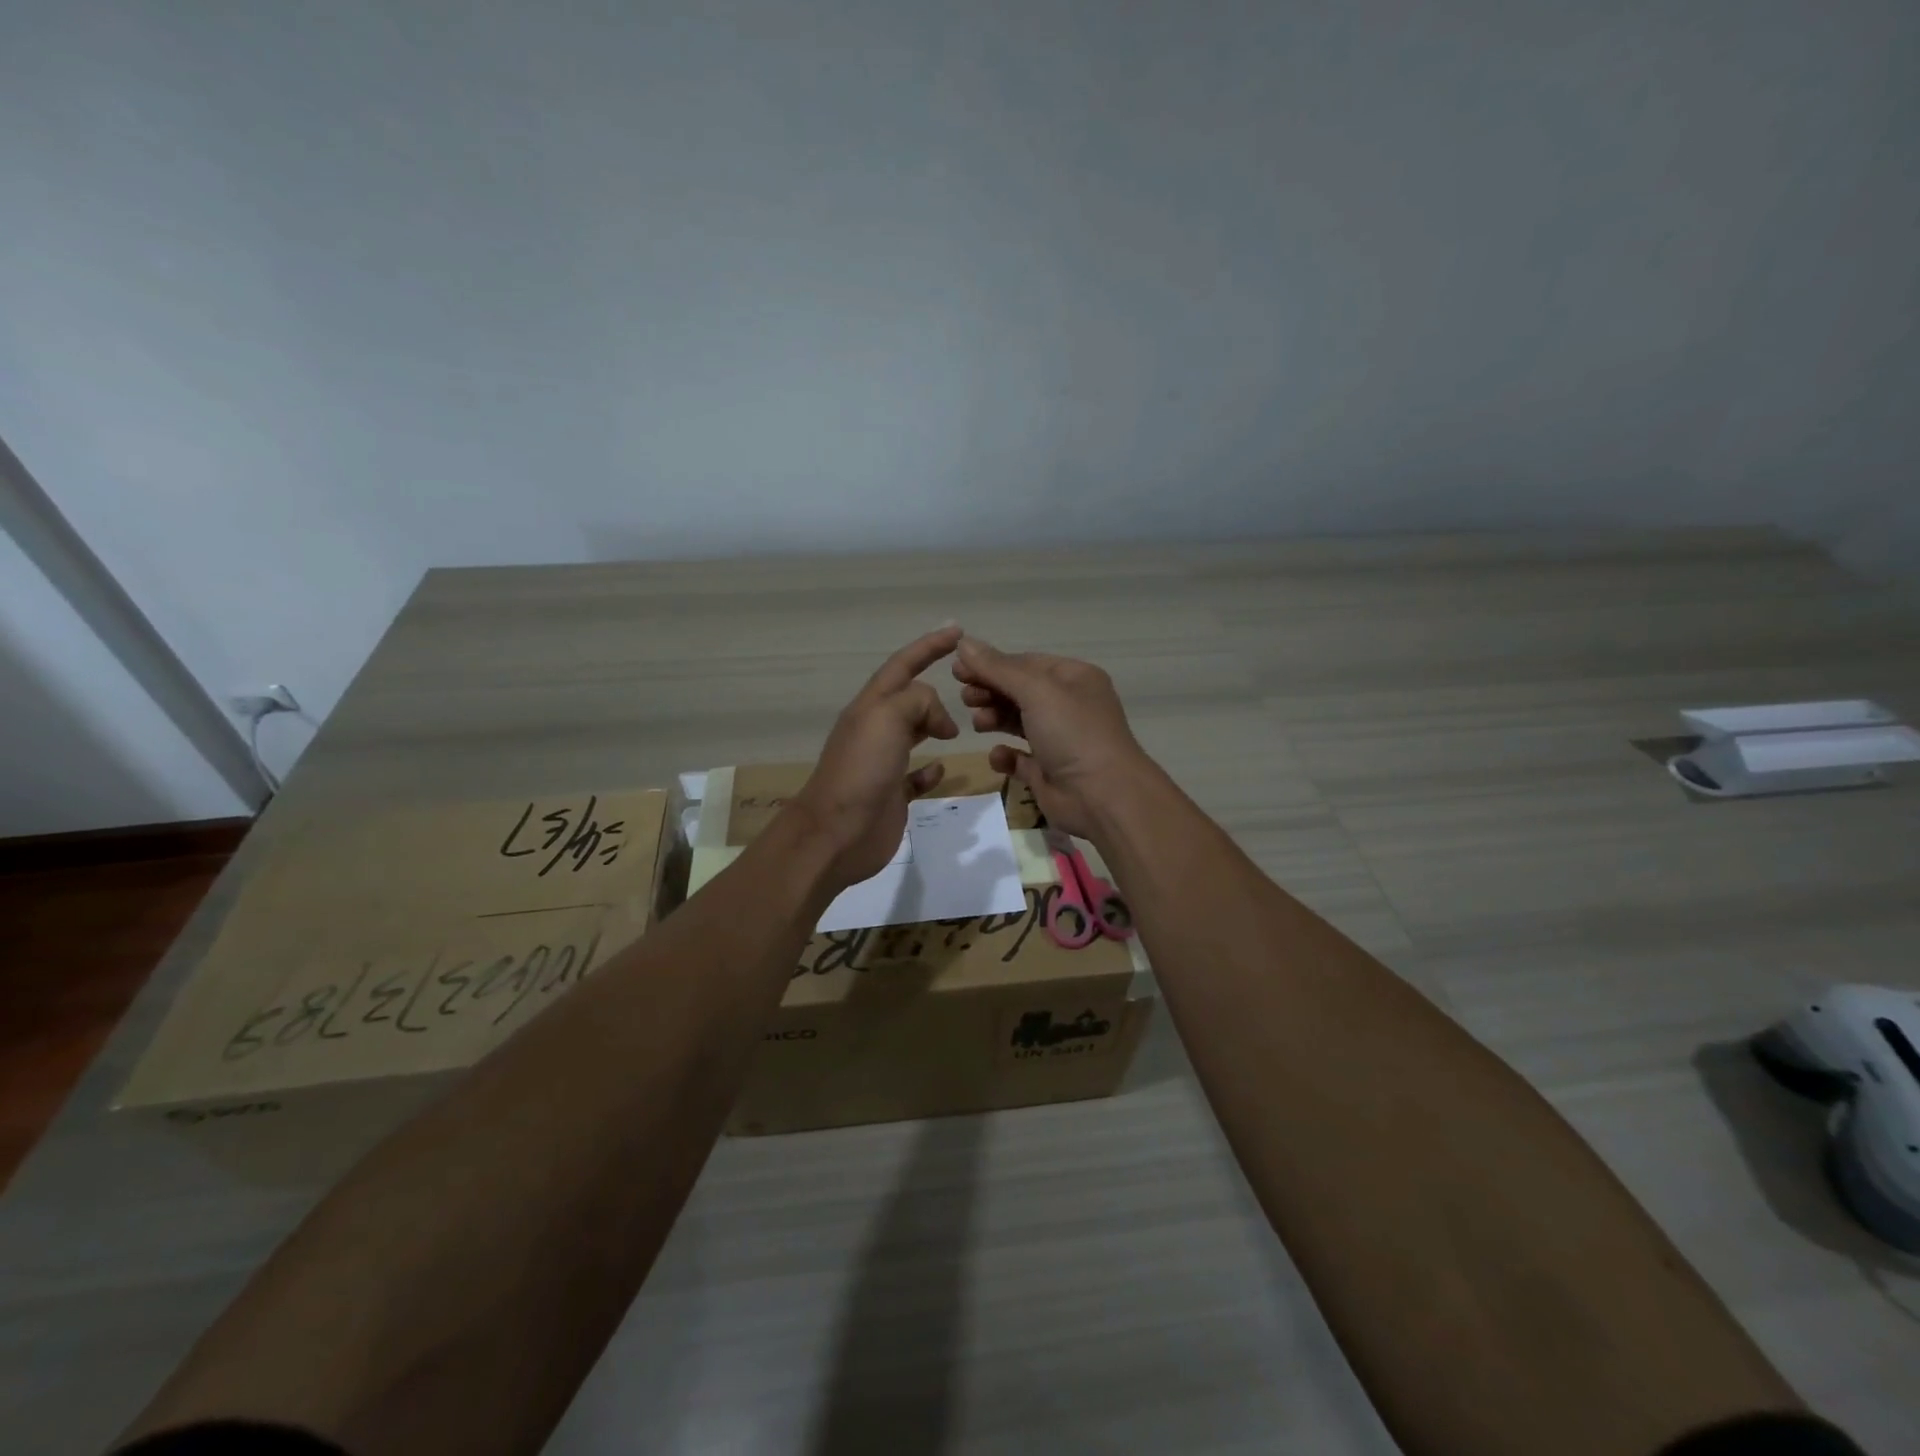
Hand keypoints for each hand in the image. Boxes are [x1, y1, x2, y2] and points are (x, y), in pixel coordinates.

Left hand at [789, 627, 962, 887]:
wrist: (836, 832)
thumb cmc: (862, 769)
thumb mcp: (888, 717)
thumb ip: (918, 701)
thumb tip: (939, 719)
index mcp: (871, 706)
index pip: (903, 665)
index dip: (929, 646)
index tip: (957, 631)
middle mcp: (875, 729)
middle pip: (909, 698)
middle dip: (935, 690)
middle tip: (969, 690)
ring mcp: (882, 763)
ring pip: (913, 734)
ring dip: (934, 726)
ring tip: (959, 728)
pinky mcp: (891, 794)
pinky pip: (914, 775)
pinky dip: (930, 770)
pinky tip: (940, 769)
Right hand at [951, 636, 1152, 837]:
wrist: (1103, 797)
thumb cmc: (1073, 733)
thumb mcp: (1036, 691)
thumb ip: (997, 668)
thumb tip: (964, 642)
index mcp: (1074, 679)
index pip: (1026, 663)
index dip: (992, 664)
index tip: (958, 669)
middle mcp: (1068, 706)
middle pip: (1019, 691)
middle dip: (991, 691)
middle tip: (965, 698)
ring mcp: (1059, 740)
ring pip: (1018, 722)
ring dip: (994, 718)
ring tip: (978, 723)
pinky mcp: (1048, 771)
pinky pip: (1019, 758)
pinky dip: (1005, 755)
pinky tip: (998, 756)